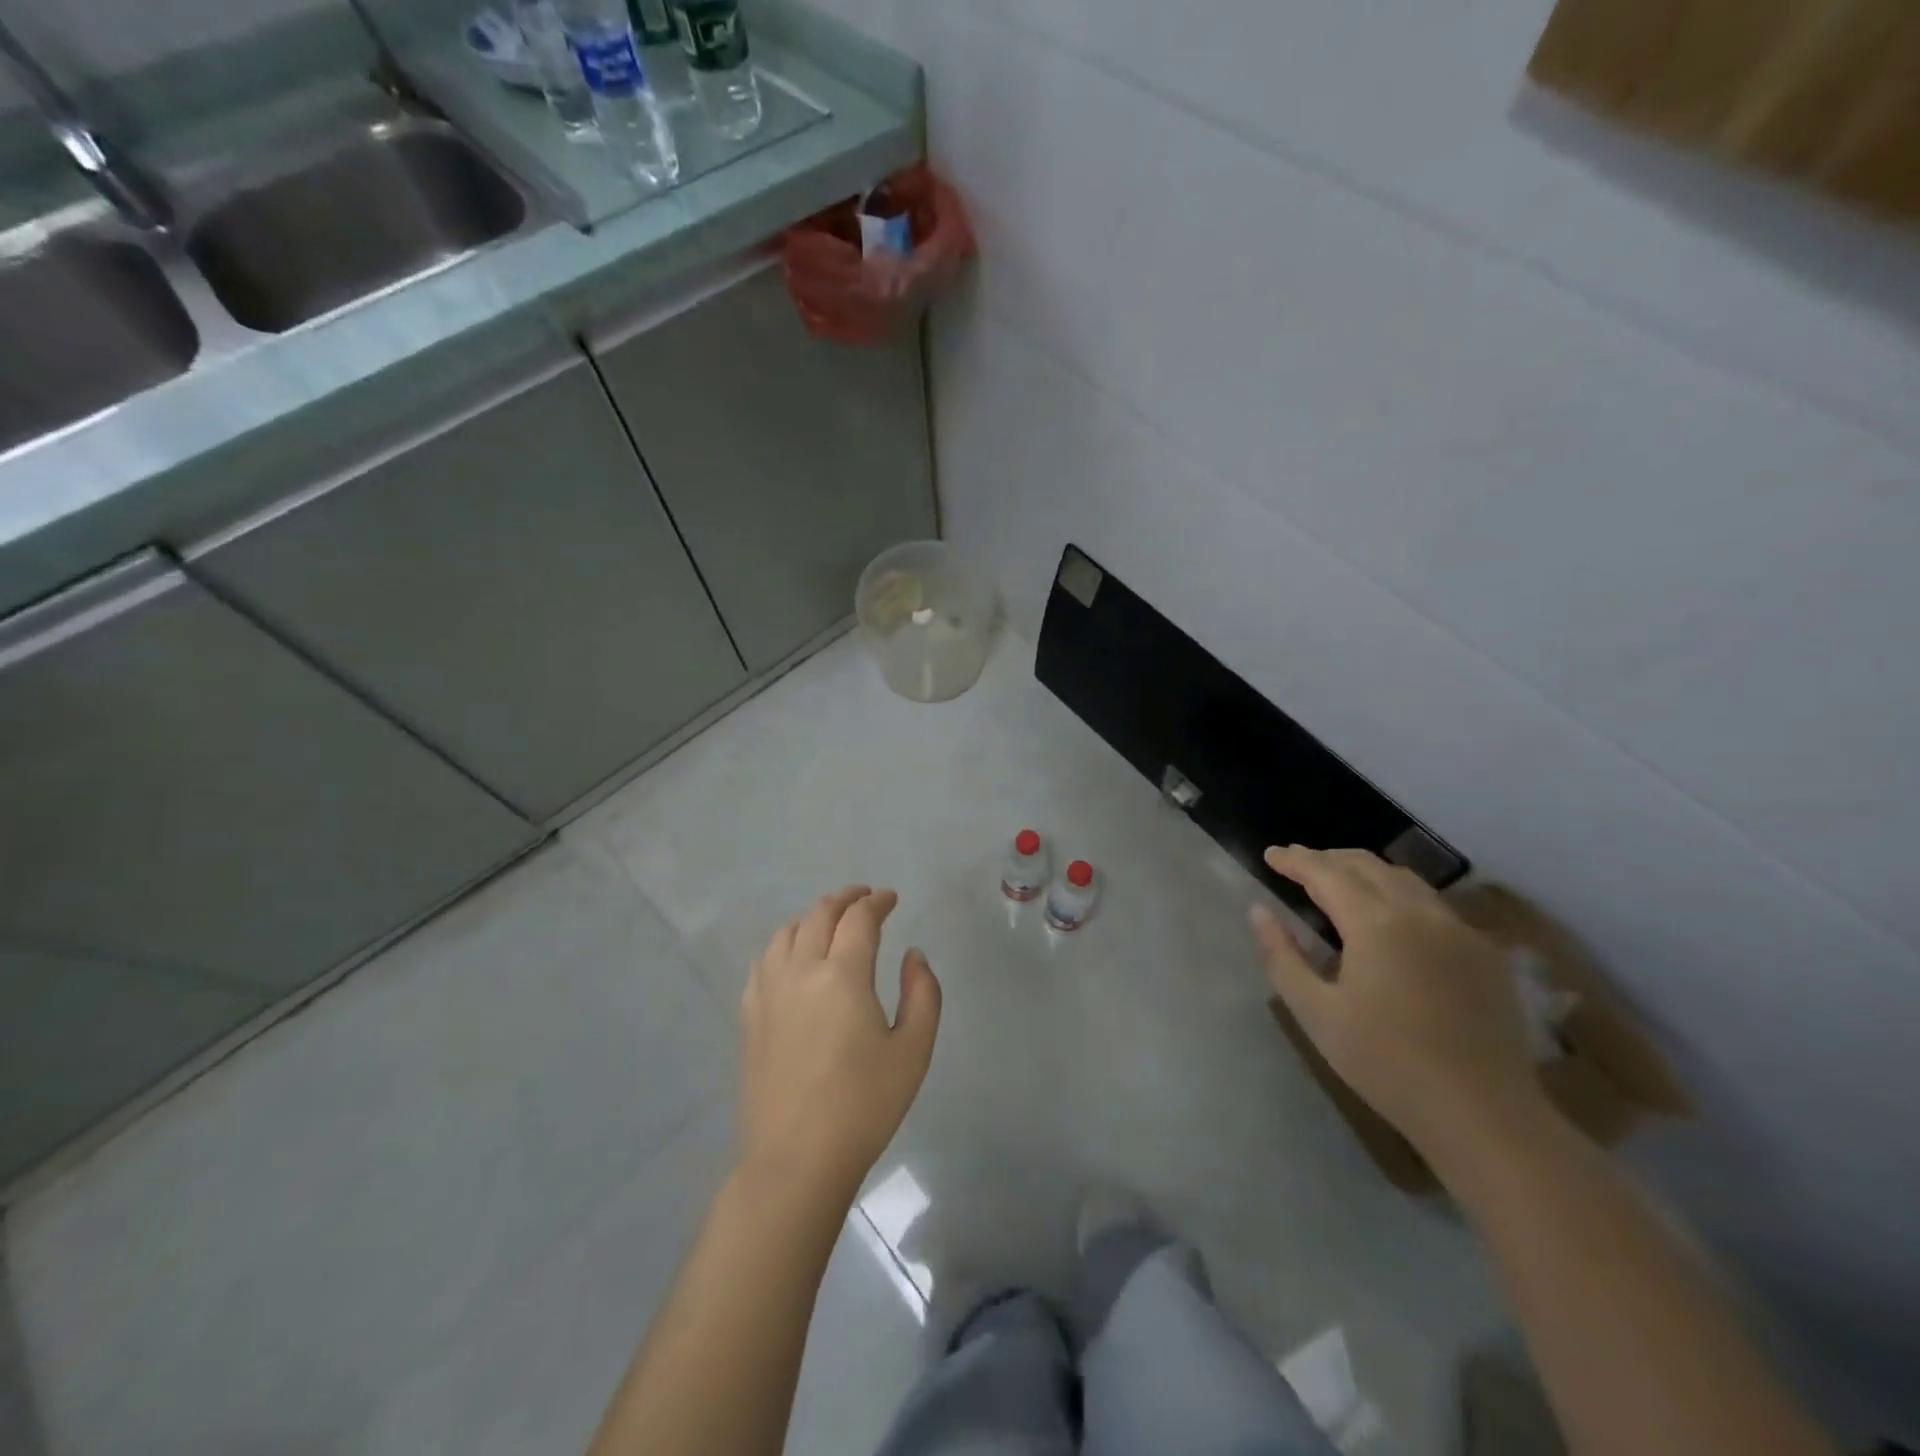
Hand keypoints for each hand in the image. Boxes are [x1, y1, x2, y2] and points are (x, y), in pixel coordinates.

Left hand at [736, 886, 941, 1207]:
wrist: (797, 1159)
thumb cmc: (864, 1105)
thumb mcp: (913, 1050)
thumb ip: (922, 993)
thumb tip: (913, 955)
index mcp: (843, 975)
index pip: (859, 919)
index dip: (877, 902)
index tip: (891, 899)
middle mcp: (801, 971)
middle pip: (819, 915)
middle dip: (846, 899)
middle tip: (865, 899)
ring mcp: (769, 992)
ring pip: (787, 932)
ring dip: (813, 918)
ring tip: (830, 923)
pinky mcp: (750, 1015)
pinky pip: (764, 960)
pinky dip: (784, 944)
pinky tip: (793, 957)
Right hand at [1251, 847, 1548, 1163]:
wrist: (1483, 1114)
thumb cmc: (1386, 1063)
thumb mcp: (1315, 1012)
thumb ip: (1282, 956)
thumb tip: (1259, 912)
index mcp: (1375, 923)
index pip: (1326, 873)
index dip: (1295, 860)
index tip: (1270, 854)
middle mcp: (1420, 913)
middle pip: (1367, 865)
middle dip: (1328, 858)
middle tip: (1299, 864)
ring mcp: (1459, 930)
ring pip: (1405, 880)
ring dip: (1366, 871)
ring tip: (1340, 882)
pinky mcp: (1485, 953)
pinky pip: (1434, 905)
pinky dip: (1400, 895)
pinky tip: (1392, 918)